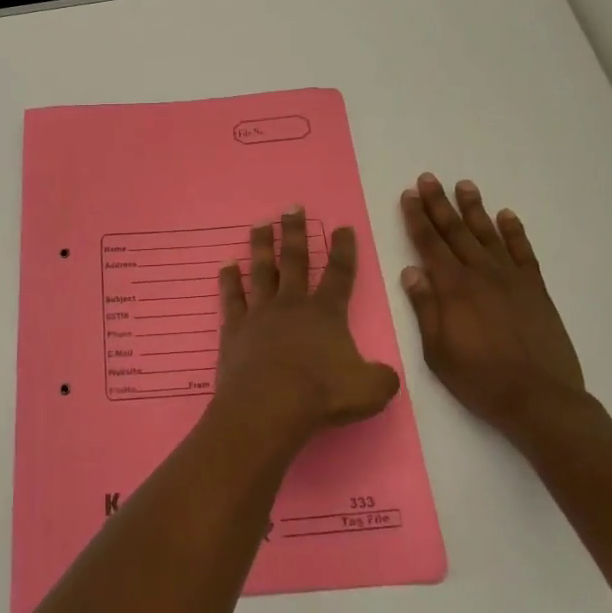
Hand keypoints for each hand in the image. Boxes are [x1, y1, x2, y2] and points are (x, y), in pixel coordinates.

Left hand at [213, 207, 400, 449]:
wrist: (268, 405)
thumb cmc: (321, 394)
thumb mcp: (370, 391)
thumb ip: (381, 378)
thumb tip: (384, 375)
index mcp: (326, 313)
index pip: (339, 274)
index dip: (343, 250)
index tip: (342, 227)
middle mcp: (292, 304)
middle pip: (295, 260)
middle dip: (295, 232)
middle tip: (292, 207)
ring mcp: (260, 314)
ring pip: (261, 270)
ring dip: (262, 245)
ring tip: (261, 224)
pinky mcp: (235, 329)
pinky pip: (232, 298)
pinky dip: (229, 280)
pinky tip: (226, 265)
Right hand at [399, 174, 586, 434]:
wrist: (540, 400)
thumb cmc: (480, 379)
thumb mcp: (437, 351)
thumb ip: (425, 308)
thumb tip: (411, 271)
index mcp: (453, 288)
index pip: (429, 244)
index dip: (417, 218)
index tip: (408, 195)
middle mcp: (480, 274)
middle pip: (456, 231)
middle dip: (439, 203)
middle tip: (429, 178)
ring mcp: (511, 279)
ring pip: (488, 234)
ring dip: (475, 208)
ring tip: (464, 185)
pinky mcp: (536, 290)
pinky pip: (524, 252)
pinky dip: (514, 232)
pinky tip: (507, 215)